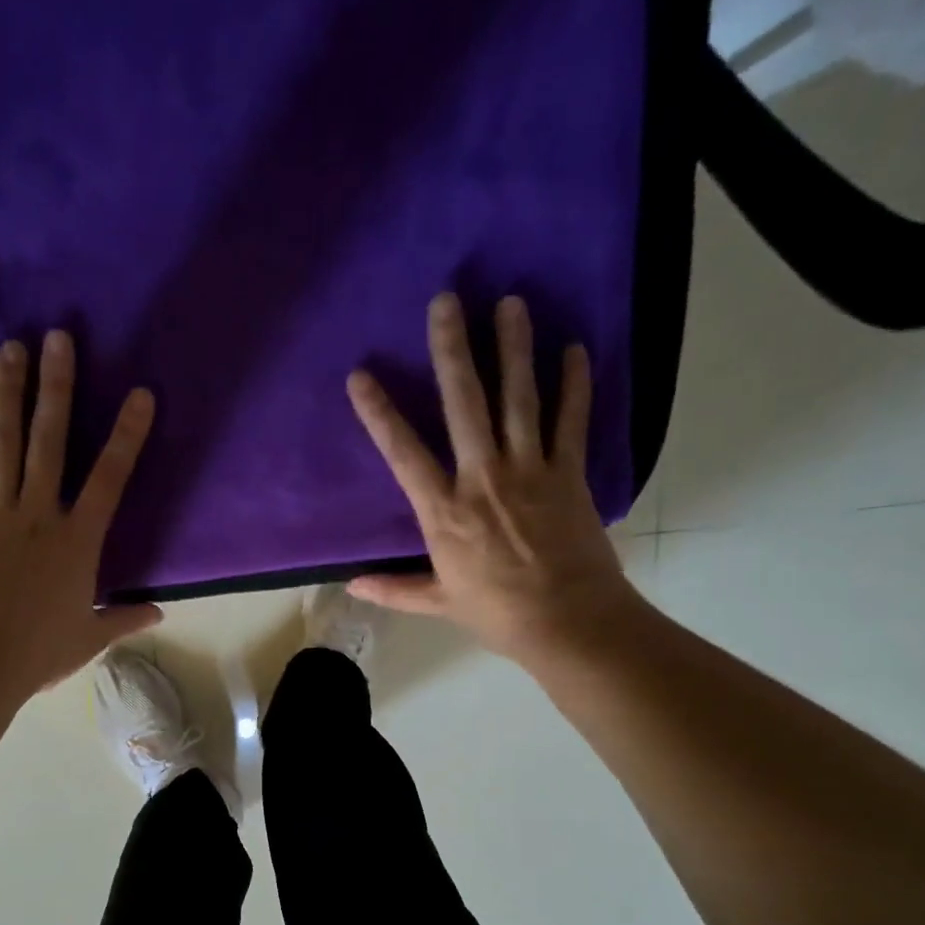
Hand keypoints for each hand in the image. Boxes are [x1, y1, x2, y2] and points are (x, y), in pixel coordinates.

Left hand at [0, 331, 161, 699]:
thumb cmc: (39, 652)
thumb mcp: (89, 637)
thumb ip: (124, 618)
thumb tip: (159, 612)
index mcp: (78, 541)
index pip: (110, 479)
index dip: (128, 435)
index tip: (140, 395)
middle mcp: (39, 514)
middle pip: (51, 441)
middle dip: (58, 387)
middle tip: (59, 337)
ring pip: (2, 441)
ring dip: (8, 392)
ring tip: (13, 348)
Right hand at [346, 294, 641, 668]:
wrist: (567, 622)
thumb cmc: (497, 614)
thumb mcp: (438, 602)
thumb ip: (394, 588)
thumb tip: (350, 585)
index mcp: (444, 513)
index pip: (404, 453)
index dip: (380, 413)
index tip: (362, 375)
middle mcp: (483, 479)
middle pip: (465, 404)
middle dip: (453, 350)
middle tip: (446, 301)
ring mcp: (529, 471)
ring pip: (519, 398)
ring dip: (514, 348)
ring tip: (510, 302)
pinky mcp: (568, 473)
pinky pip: (571, 420)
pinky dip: (574, 384)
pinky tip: (573, 349)